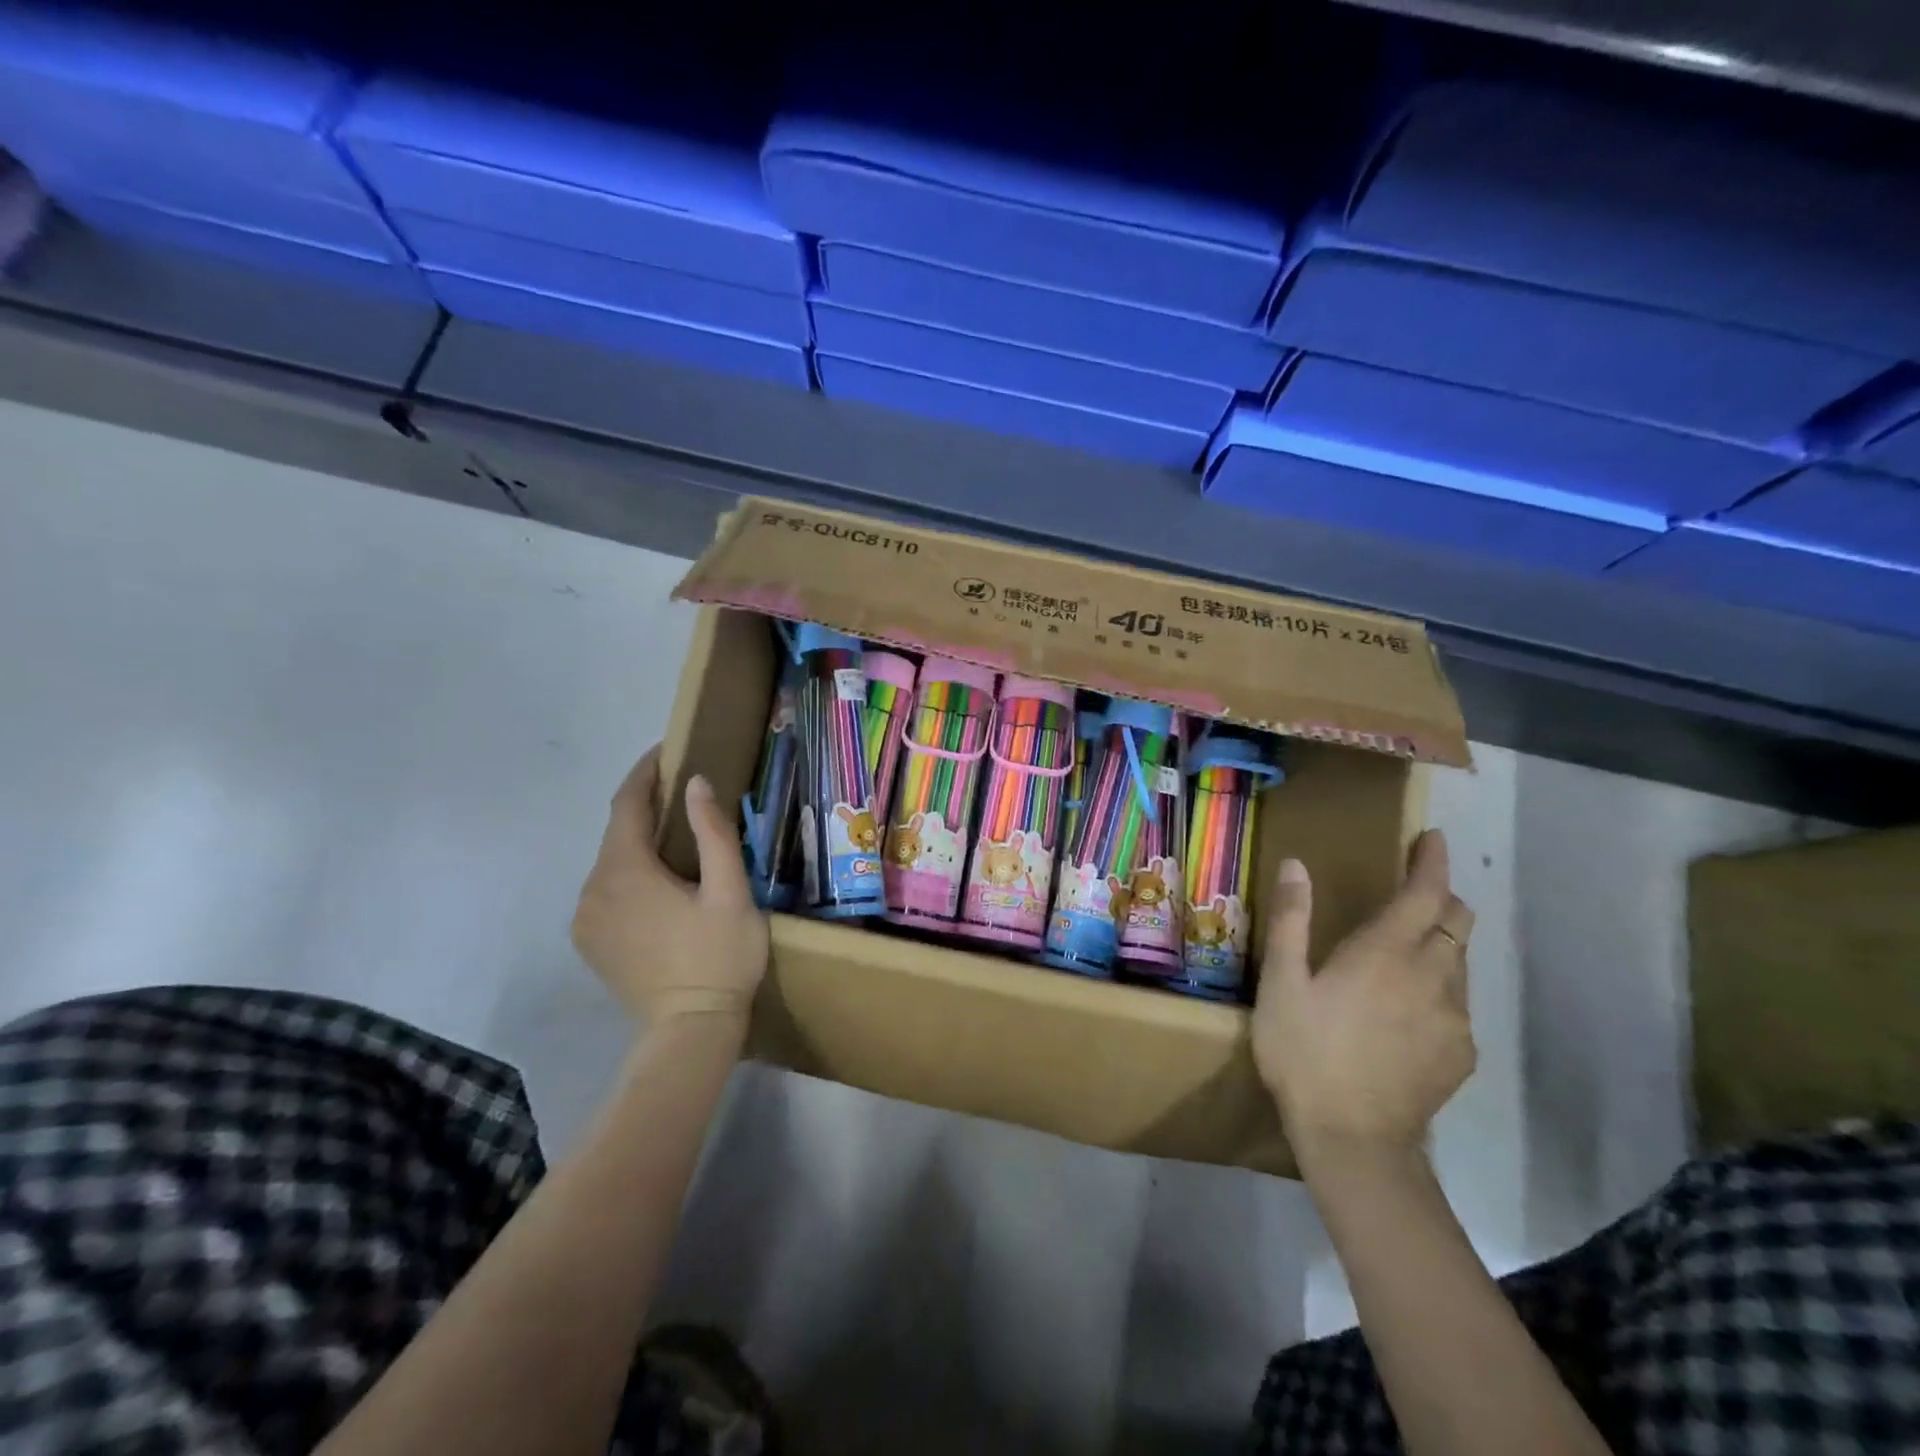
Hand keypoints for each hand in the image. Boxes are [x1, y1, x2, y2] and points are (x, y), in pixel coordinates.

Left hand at [571, 747, 769, 1034]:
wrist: (690, 1030)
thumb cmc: (720, 956)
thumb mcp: (730, 891)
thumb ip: (713, 833)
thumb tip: (694, 783)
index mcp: (625, 871)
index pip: (626, 804)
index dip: (645, 772)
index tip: (667, 750)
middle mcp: (593, 889)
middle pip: (617, 832)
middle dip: (646, 806)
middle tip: (684, 791)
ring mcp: (586, 918)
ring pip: (611, 862)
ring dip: (639, 841)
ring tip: (677, 834)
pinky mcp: (590, 941)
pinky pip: (607, 889)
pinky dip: (629, 871)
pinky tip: (660, 880)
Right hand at [1251, 829, 1474, 1164]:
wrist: (1353, 1139)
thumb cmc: (1305, 1051)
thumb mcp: (1282, 982)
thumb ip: (1292, 919)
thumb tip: (1298, 865)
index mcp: (1386, 952)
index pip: (1425, 893)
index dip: (1432, 862)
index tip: (1434, 838)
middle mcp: (1433, 976)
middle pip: (1457, 922)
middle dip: (1441, 899)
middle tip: (1412, 894)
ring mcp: (1455, 1018)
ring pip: (1460, 963)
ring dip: (1439, 945)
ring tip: (1403, 956)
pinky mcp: (1462, 1053)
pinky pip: (1457, 1004)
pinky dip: (1438, 989)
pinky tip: (1406, 1012)